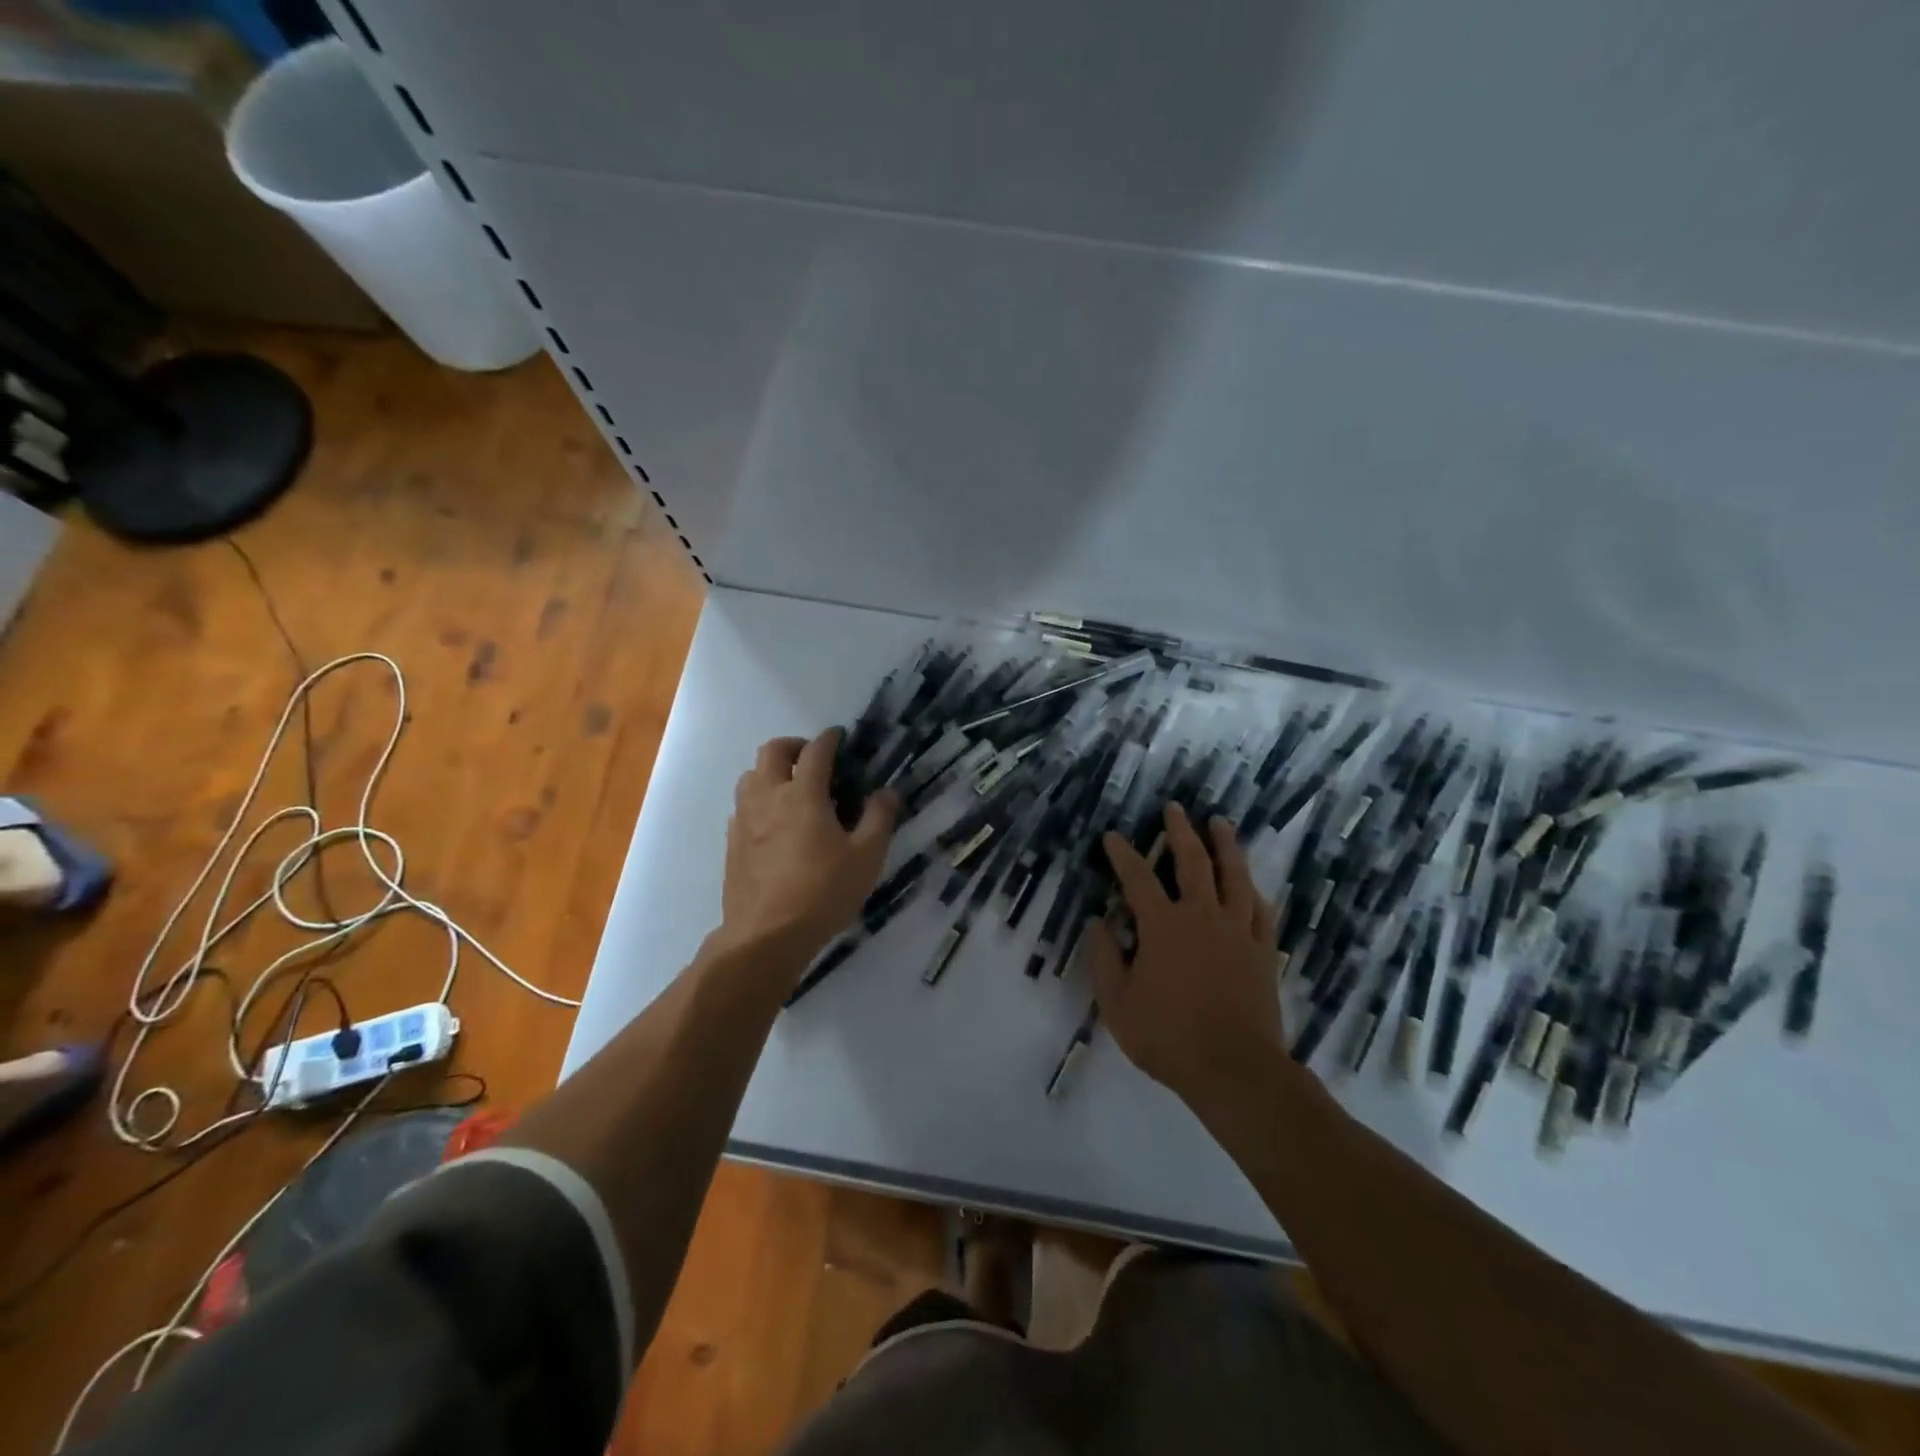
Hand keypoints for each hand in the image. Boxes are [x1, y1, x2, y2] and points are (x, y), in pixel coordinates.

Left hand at [716, 730, 896, 971]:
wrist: (766, 935)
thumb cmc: (823, 892)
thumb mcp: (866, 857)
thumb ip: (879, 819)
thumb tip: (886, 792)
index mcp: (802, 794)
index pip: (815, 751)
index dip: (830, 738)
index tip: (840, 737)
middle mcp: (768, 796)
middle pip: (772, 751)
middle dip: (794, 746)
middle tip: (814, 760)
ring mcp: (744, 819)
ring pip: (751, 775)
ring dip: (772, 771)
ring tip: (793, 789)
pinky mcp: (732, 842)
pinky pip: (742, 805)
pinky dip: (759, 800)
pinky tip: (775, 824)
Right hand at [1083, 803, 1283, 1113]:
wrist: (1235, 1069)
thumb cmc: (1168, 1036)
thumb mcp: (1117, 1003)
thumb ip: (1104, 959)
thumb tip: (1097, 922)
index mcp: (1164, 926)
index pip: (1138, 877)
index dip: (1123, 854)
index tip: (1113, 836)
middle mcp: (1202, 917)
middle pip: (1193, 862)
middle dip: (1181, 831)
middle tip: (1175, 808)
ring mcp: (1238, 932)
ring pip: (1234, 877)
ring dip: (1226, 846)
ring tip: (1220, 824)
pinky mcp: (1263, 951)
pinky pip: (1262, 911)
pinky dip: (1254, 892)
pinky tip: (1252, 883)